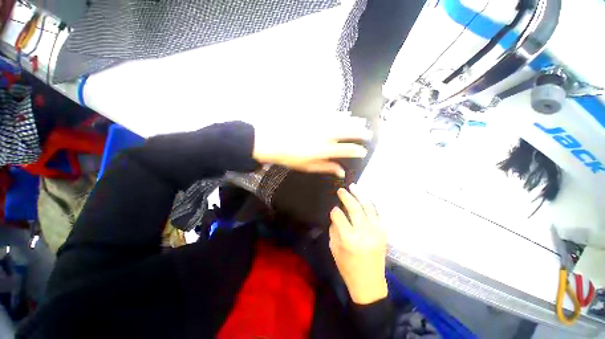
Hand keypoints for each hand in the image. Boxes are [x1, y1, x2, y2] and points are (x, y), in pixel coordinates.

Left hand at [252, 114, 371, 177]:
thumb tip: (341, 172)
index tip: (363, 151)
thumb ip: (327, 167)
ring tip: (362, 121)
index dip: (357, 150)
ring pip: (341, 121)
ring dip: (354, 121)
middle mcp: (325, 136)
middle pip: (347, 132)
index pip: (346, 150)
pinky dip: (341, 114)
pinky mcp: (314, 116)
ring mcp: (320, 124)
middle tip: (369, 133)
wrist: (273, 141)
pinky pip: (331, 113)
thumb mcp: (308, 167)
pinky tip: (346, 113)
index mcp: (324, 150)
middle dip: (360, 133)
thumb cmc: (290, 157)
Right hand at [329, 183, 387, 304]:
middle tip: (341, 190)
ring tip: (353, 186)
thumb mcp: (334, 248)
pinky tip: (366, 197)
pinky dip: (372, 203)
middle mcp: (364, 233)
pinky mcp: (383, 233)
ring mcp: (376, 232)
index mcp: (349, 239)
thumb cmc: (347, 267)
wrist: (369, 283)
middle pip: (354, 208)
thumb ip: (334, 229)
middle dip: (346, 196)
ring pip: (368, 207)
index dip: (334, 211)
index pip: (339, 216)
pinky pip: (378, 213)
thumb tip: (336, 215)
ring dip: (360, 195)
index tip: (333, 209)